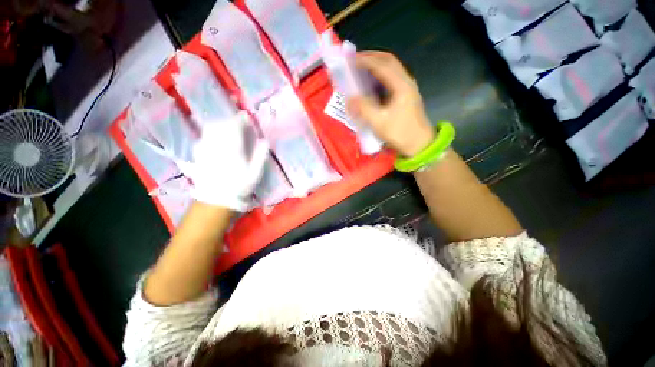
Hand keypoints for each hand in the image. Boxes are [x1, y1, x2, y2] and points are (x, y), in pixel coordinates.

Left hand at [176, 112, 268, 210]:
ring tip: (227, 128)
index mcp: (233, 149)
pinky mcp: (199, 154)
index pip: (235, 126)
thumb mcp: (255, 173)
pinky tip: (216, 138)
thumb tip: (265, 141)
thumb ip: (260, 155)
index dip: (241, 119)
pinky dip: (211, 133)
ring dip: (220, 124)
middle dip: (231, 121)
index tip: (247, 117)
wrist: (218, 199)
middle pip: (221, 124)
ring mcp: (205, 148)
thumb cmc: (240, 186)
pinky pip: (204, 137)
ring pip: (210, 129)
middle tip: (239, 123)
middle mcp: (217, 145)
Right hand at [346, 51, 434, 156]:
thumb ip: (364, 109)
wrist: (419, 144)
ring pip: (391, 69)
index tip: (350, 60)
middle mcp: (406, 82)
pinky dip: (380, 76)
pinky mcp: (405, 96)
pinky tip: (372, 84)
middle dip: (372, 57)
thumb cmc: (400, 133)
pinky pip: (391, 79)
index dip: (365, 60)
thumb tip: (349, 99)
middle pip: (389, 61)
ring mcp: (407, 88)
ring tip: (361, 69)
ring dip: (376, 65)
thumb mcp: (380, 123)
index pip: (382, 65)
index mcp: (401, 86)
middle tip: (355, 61)